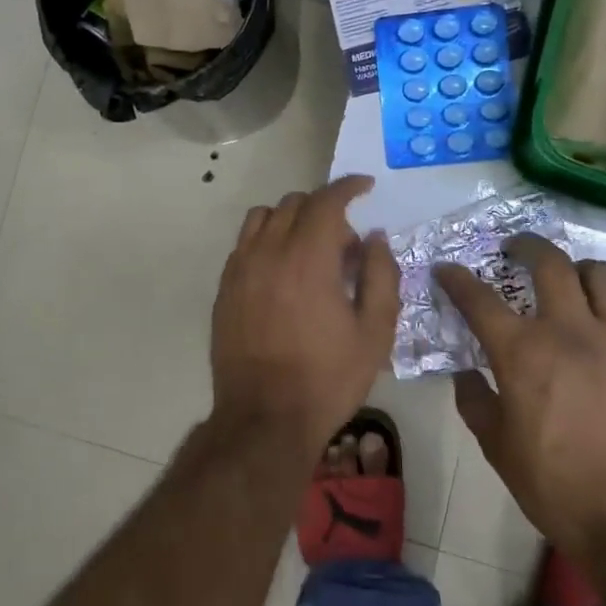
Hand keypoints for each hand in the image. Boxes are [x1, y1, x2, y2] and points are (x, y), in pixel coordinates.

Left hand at [211, 176, 400, 460]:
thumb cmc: (327, 378)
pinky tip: (281, 271)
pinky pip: (244, 244)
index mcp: (308, 258)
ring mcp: (240, 269)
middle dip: (325, 210)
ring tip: (309, 251)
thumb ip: (380, 275)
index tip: (365, 186)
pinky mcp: (224, 289)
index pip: (326, 201)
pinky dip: (266, 240)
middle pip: (294, 204)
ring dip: (291, 219)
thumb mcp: (374, 332)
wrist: (265, 419)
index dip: (348, 186)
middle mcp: (268, 252)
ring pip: (263, 217)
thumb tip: (373, 237)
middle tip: (345, 245)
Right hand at [434, 236, 605, 555]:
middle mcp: (571, 331)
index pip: (478, 298)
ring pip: (604, 275)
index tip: (448, 270)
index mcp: (523, 353)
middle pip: (548, 263)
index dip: (457, 279)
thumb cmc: (557, 486)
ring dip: (581, 272)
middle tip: (516, 250)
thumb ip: (474, 402)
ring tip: (575, 284)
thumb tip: (465, 374)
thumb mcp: (498, 449)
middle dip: (525, 246)